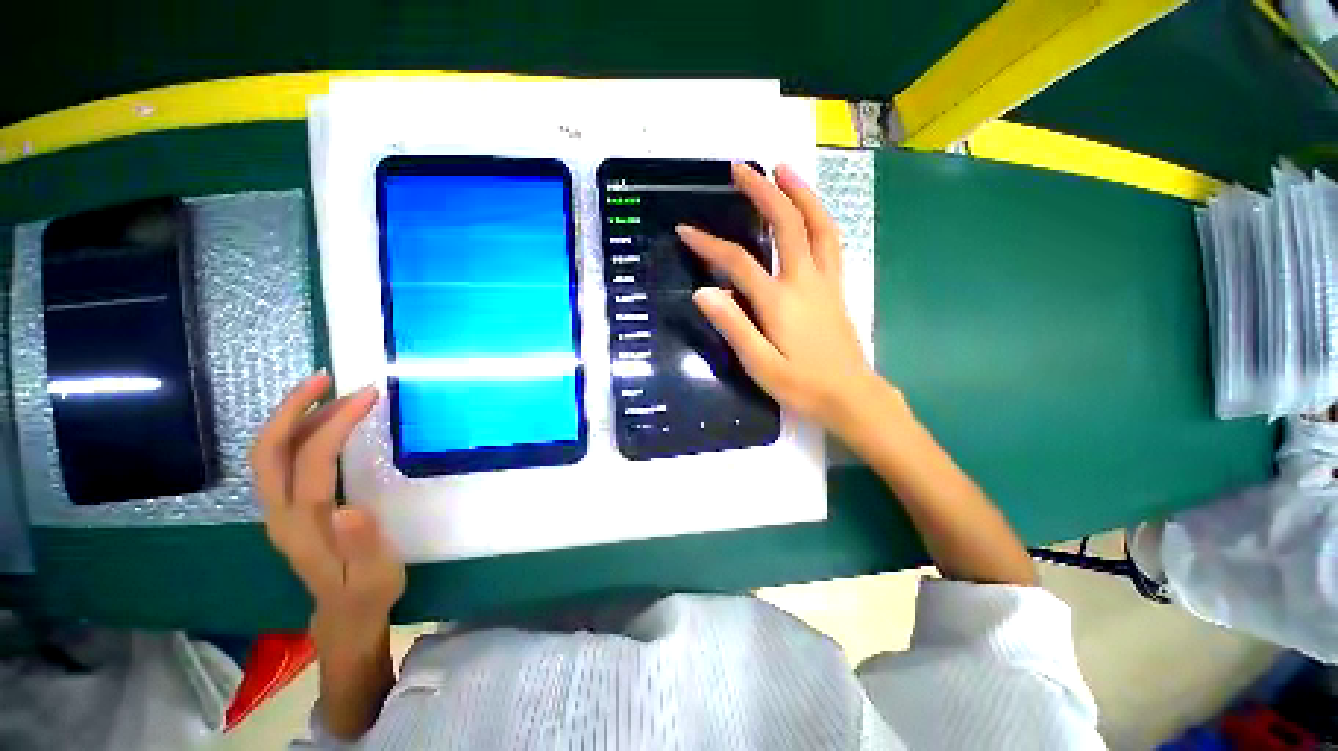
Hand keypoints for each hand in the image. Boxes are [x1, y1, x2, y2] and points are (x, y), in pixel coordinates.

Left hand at [250, 372, 404, 645]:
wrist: (344, 613)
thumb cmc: (366, 591)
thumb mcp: (373, 574)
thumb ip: (362, 544)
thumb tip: (349, 508)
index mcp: (303, 526)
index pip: (310, 462)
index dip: (333, 424)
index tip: (367, 396)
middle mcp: (280, 512)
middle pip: (269, 450)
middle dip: (292, 408)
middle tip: (326, 378)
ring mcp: (279, 508)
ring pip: (271, 452)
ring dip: (294, 415)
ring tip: (330, 390)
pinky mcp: (288, 506)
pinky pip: (282, 459)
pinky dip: (299, 431)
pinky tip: (324, 421)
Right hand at [677, 163, 879, 433]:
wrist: (851, 397)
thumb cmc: (802, 386)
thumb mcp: (760, 365)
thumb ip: (733, 327)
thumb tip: (704, 293)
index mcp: (779, 301)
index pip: (738, 263)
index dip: (709, 244)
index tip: (685, 229)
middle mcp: (805, 281)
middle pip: (786, 224)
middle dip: (762, 192)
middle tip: (741, 168)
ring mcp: (826, 281)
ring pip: (818, 225)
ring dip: (800, 193)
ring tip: (783, 170)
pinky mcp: (837, 288)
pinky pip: (830, 241)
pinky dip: (819, 217)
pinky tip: (809, 212)